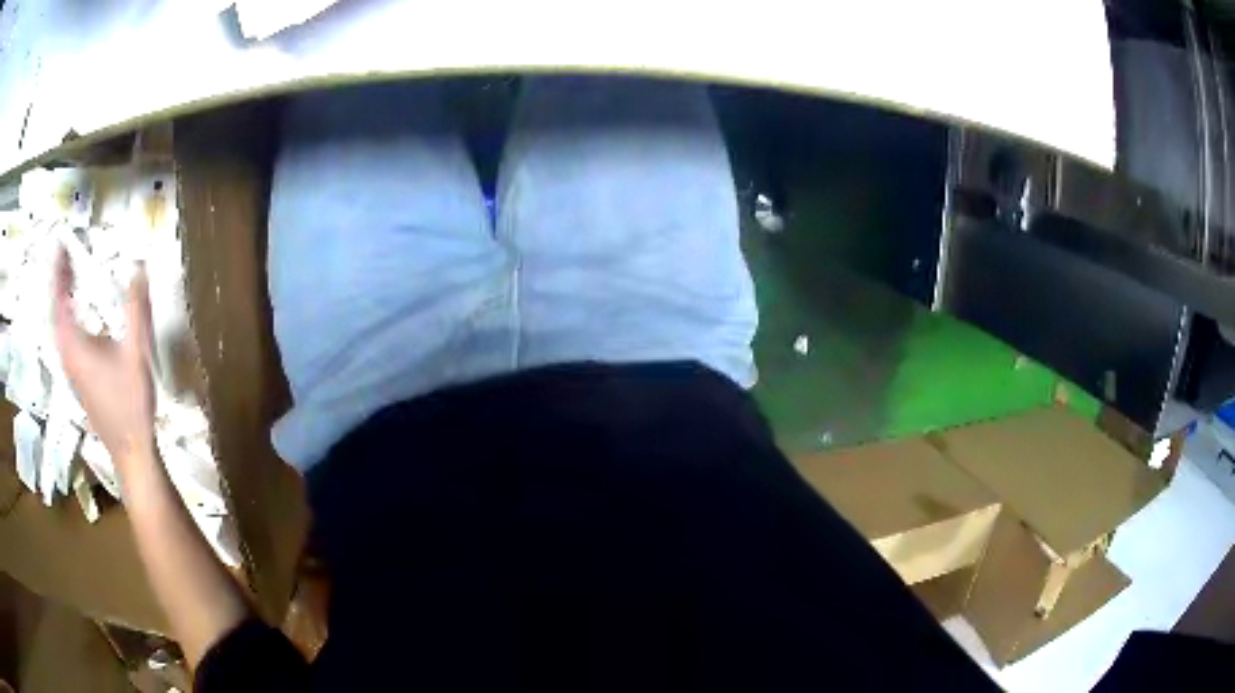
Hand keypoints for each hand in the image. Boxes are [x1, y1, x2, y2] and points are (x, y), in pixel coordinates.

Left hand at [53, 247, 156, 476]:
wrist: (130, 450)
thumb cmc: (130, 402)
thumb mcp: (136, 352)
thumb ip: (136, 309)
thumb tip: (139, 267)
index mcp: (76, 346)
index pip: (60, 300)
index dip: (59, 271)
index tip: (61, 246)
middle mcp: (67, 356)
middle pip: (56, 312)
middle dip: (59, 283)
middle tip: (66, 258)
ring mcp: (71, 371)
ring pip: (59, 328)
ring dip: (62, 302)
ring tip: (68, 280)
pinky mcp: (77, 380)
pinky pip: (65, 341)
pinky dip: (66, 320)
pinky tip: (75, 318)